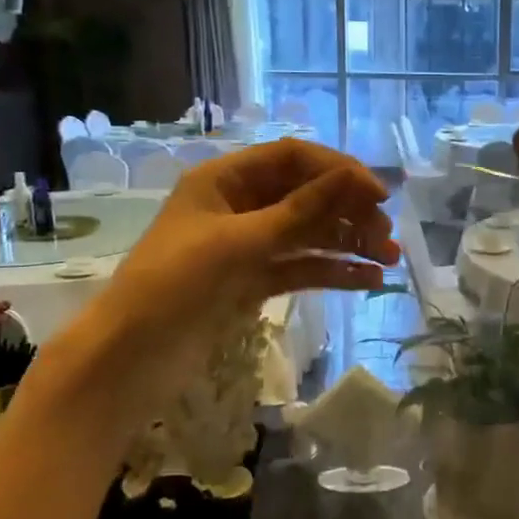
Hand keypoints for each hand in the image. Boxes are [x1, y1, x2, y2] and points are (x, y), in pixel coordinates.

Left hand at [15, 139, 397, 442]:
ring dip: (348, 243)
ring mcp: (248, 245)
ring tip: (389, 261)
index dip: (338, 170)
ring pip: (309, 234)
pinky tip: (367, 281)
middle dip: (349, 212)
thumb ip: (300, 210)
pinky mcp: (253, 281)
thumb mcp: (240, 242)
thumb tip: (354, 178)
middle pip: (306, 196)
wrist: (129, 359)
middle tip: (387, 236)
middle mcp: (239, 206)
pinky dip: (332, 271)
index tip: (378, 195)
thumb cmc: (175, 284)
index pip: (293, 158)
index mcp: (225, 180)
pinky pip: (301, 267)